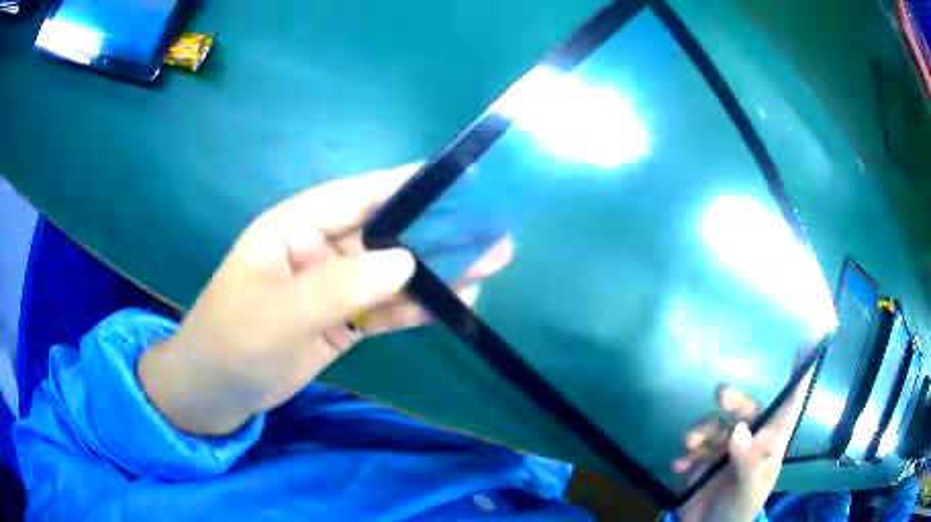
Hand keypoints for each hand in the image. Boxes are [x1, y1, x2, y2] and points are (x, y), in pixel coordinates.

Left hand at [139, 164, 512, 435]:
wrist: (218, 389)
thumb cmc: (235, 339)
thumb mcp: (282, 312)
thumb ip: (342, 286)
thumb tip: (408, 261)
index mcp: (297, 226)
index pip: (360, 195)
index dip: (409, 185)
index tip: (460, 181)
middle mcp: (320, 248)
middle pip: (387, 234)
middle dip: (438, 233)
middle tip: (492, 232)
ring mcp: (334, 286)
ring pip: (393, 272)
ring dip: (436, 272)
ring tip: (489, 265)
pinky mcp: (342, 319)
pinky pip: (386, 308)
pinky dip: (417, 308)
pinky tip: (454, 306)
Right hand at [673, 370, 812, 521]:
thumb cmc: (737, 513)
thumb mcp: (747, 490)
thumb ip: (747, 461)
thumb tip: (738, 429)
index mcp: (770, 445)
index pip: (790, 406)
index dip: (798, 377)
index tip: (805, 343)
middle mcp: (750, 442)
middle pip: (746, 409)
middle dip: (734, 400)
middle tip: (719, 394)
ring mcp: (725, 452)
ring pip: (716, 425)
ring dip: (701, 432)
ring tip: (688, 448)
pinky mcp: (702, 461)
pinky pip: (694, 446)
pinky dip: (685, 453)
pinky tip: (679, 466)